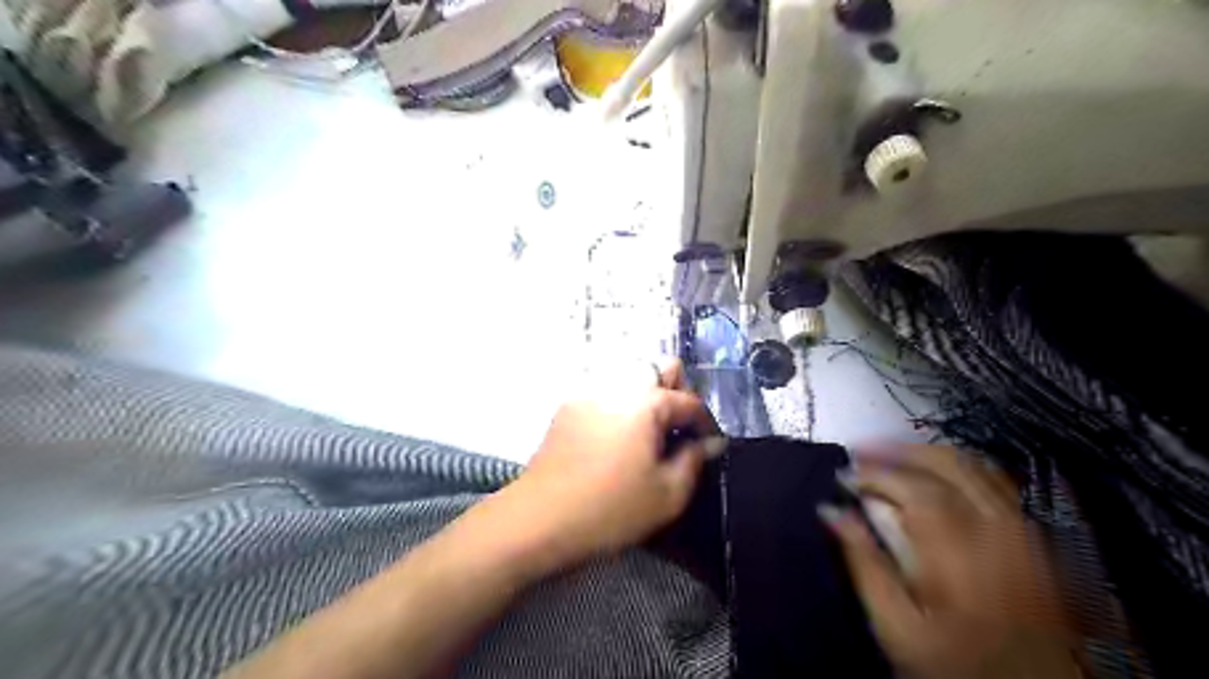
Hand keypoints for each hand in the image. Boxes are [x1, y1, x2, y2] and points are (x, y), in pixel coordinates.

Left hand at [496, 361, 720, 572]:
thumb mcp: (667, 494)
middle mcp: (618, 386)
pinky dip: (621, 408)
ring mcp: (588, 394)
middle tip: (679, 431)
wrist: (539, 518)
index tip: (711, 446)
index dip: (706, 424)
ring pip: (630, 381)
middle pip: (658, 371)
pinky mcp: (568, 409)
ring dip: (648, 399)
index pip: (689, 402)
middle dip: (677, 394)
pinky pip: (606, 396)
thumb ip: (695, 461)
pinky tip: (618, 439)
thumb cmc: (611, 509)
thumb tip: (709, 443)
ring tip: (649, 435)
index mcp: (647, 402)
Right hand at [827, 446, 1082, 678]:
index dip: (873, 472)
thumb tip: (831, 511)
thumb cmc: (958, 666)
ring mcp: (1025, 532)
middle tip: (860, 453)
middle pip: (948, 463)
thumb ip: (864, 563)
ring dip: (927, 454)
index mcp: (959, 549)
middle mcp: (999, 529)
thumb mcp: (898, 627)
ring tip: (891, 458)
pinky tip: (935, 477)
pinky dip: (958, 469)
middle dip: (899, 450)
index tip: (842, 476)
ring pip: (976, 466)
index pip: (912, 486)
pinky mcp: (1038, 539)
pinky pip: (996, 483)